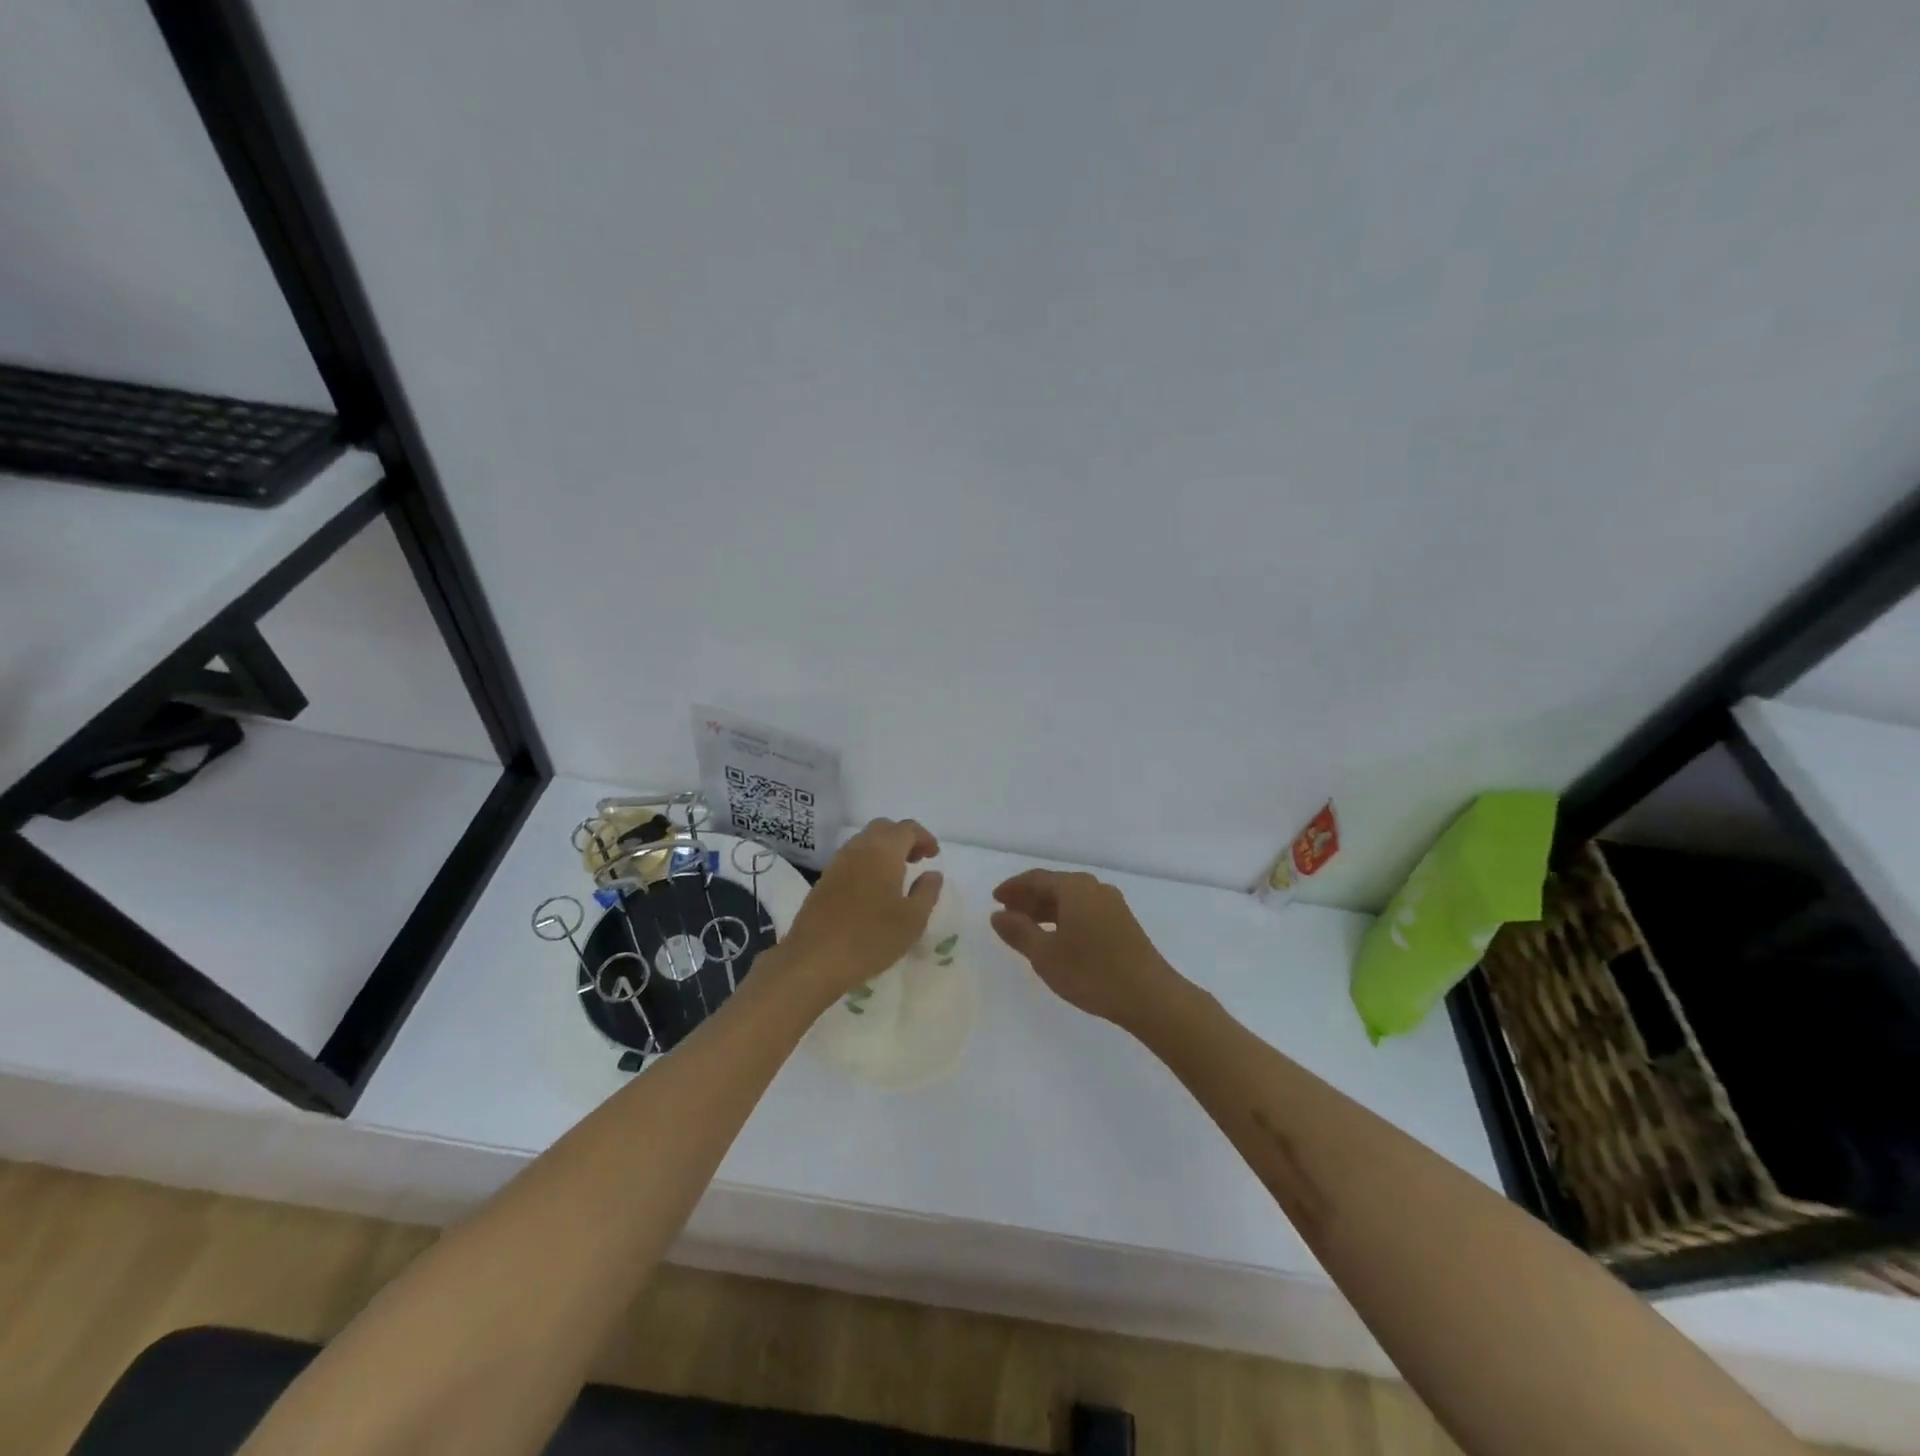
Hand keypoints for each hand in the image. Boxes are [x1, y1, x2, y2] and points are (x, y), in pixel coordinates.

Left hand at [777, 818, 942, 1001]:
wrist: (814, 959)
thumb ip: (927, 892)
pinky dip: (868, 861)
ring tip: (897, 876)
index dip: (924, 837)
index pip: (907, 828)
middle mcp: (859, 848)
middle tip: (917, 861)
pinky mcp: (824, 879)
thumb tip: (933, 873)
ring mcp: (838, 862)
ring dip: (884, 849)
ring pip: (865, 841)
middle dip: (904, 838)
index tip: (934, 856)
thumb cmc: (871, 937)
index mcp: (883, 851)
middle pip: (884, 828)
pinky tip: (873, 889)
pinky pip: (852, 857)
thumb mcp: (913, 920)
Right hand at [990, 869, 1179, 1026]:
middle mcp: (1094, 888)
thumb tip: (997, 915)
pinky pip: (1085, 909)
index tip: (994, 899)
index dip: (1013, 888)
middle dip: (1029, 898)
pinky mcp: (1123, 922)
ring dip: (1047, 909)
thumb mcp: (1045, 955)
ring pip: (1071, 899)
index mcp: (1074, 888)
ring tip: (1027, 927)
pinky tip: (1057, 937)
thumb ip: (1019, 932)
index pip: (1036, 878)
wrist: (1150, 996)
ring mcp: (1112, 904)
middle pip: (1055, 885)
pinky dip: (1065, 917)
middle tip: (1007, 914)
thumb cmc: (1091, 973)